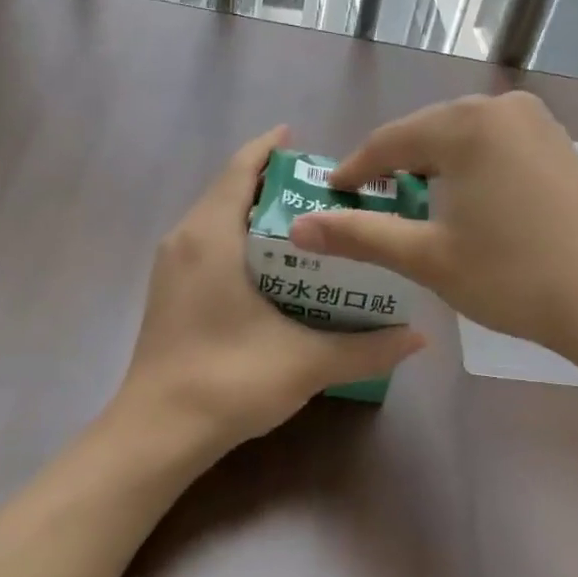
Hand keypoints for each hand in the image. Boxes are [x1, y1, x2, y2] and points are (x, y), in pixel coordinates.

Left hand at [116, 126, 425, 458]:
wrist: (157, 433)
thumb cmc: (228, 381)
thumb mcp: (307, 363)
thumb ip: (367, 348)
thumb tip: (420, 338)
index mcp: (211, 236)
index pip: (240, 169)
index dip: (270, 148)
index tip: (306, 142)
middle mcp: (185, 240)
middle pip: (229, 190)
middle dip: (273, 184)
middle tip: (326, 192)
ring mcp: (171, 268)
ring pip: (216, 219)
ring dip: (255, 213)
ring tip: (307, 224)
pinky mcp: (169, 293)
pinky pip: (208, 245)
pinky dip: (240, 240)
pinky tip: (275, 268)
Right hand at [289, 93, 577, 364]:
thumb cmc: (514, 276)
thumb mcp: (428, 258)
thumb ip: (361, 235)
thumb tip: (298, 228)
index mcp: (464, 125)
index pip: (388, 141)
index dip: (355, 170)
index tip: (331, 195)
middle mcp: (501, 108)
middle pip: (427, 134)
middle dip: (395, 168)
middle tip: (370, 205)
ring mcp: (539, 124)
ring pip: (464, 139)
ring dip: (435, 169)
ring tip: (416, 207)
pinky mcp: (562, 146)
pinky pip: (497, 147)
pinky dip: (472, 170)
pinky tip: (470, 204)